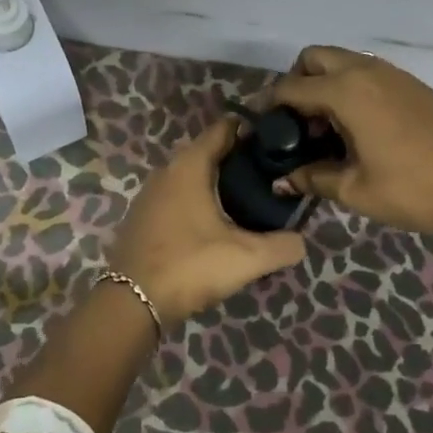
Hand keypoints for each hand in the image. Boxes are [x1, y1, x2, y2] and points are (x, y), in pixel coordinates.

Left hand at [110, 120, 306, 324]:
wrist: (131, 302)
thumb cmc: (190, 266)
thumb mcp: (246, 258)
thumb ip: (282, 246)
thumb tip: (301, 240)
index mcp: (189, 165)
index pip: (223, 129)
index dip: (251, 130)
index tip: (276, 141)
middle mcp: (166, 170)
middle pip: (208, 151)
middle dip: (237, 158)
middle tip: (269, 175)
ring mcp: (150, 193)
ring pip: (191, 175)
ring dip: (216, 181)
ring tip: (247, 199)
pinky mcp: (142, 216)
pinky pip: (177, 195)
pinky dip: (197, 199)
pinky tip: (214, 223)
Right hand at [268, 46, 432, 240]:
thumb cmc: (412, 190)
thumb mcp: (355, 190)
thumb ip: (312, 178)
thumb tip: (281, 181)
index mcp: (346, 92)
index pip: (291, 87)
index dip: (269, 103)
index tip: (259, 123)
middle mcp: (366, 72)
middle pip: (315, 57)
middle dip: (297, 81)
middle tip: (296, 120)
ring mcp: (393, 74)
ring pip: (343, 61)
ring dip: (325, 82)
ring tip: (327, 127)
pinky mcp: (412, 83)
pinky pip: (368, 72)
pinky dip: (351, 86)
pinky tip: (358, 125)